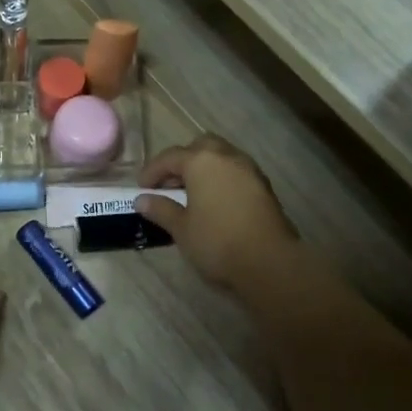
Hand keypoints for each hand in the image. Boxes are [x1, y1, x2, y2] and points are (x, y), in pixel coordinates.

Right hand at [136, 135, 296, 292]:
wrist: (269, 263)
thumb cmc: (217, 242)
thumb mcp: (181, 228)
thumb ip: (161, 209)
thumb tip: (142, 200)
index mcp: (202, 162)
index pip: (170, 157)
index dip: (152, 171)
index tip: (141, 188)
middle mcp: (227, 157)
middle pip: (200, 147)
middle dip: (182, 161)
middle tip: (170, 185)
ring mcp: (249, 170)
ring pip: (221, 157)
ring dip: (204, 169)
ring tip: (191, 194)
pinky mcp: (264, 187)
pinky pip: (236, 172)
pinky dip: (221, 179)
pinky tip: (214, 202)